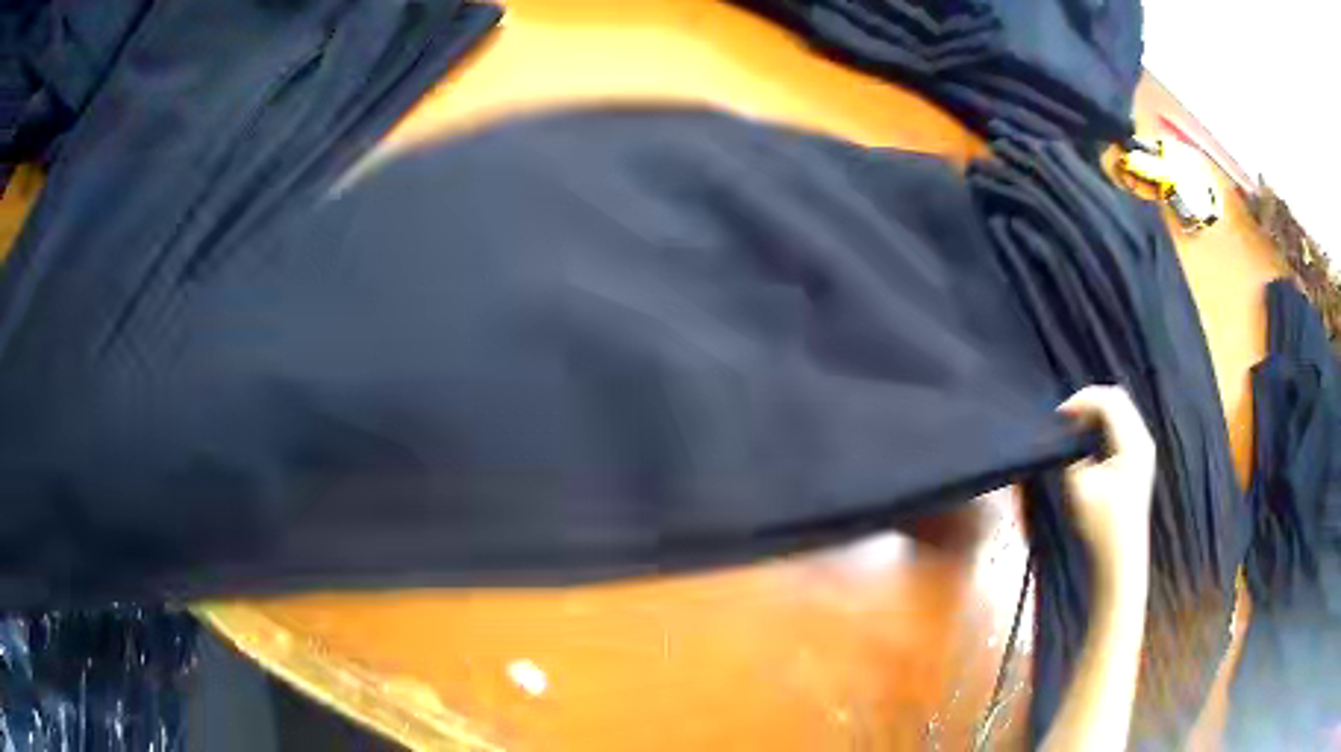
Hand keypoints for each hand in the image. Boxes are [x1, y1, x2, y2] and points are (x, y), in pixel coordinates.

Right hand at [1058, 386, 1155, 587]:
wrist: (1121, 558)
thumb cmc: (1101, 525)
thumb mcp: (1079, 487)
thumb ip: (1072, 454)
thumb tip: (1067, 438)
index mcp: (1132, 442)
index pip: (1108, 400)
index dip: (1081, 400)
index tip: (1058, 416)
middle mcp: (1142, 438)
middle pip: (1117, 398)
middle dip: (1089, 402)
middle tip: (1065, 420)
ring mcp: (1143, 448)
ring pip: (1120, 410)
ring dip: (1096, 414)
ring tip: (1074, 430)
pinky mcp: (1139, 459)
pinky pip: (1122, 426)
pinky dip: (1103, 426)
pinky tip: (1088, 443)